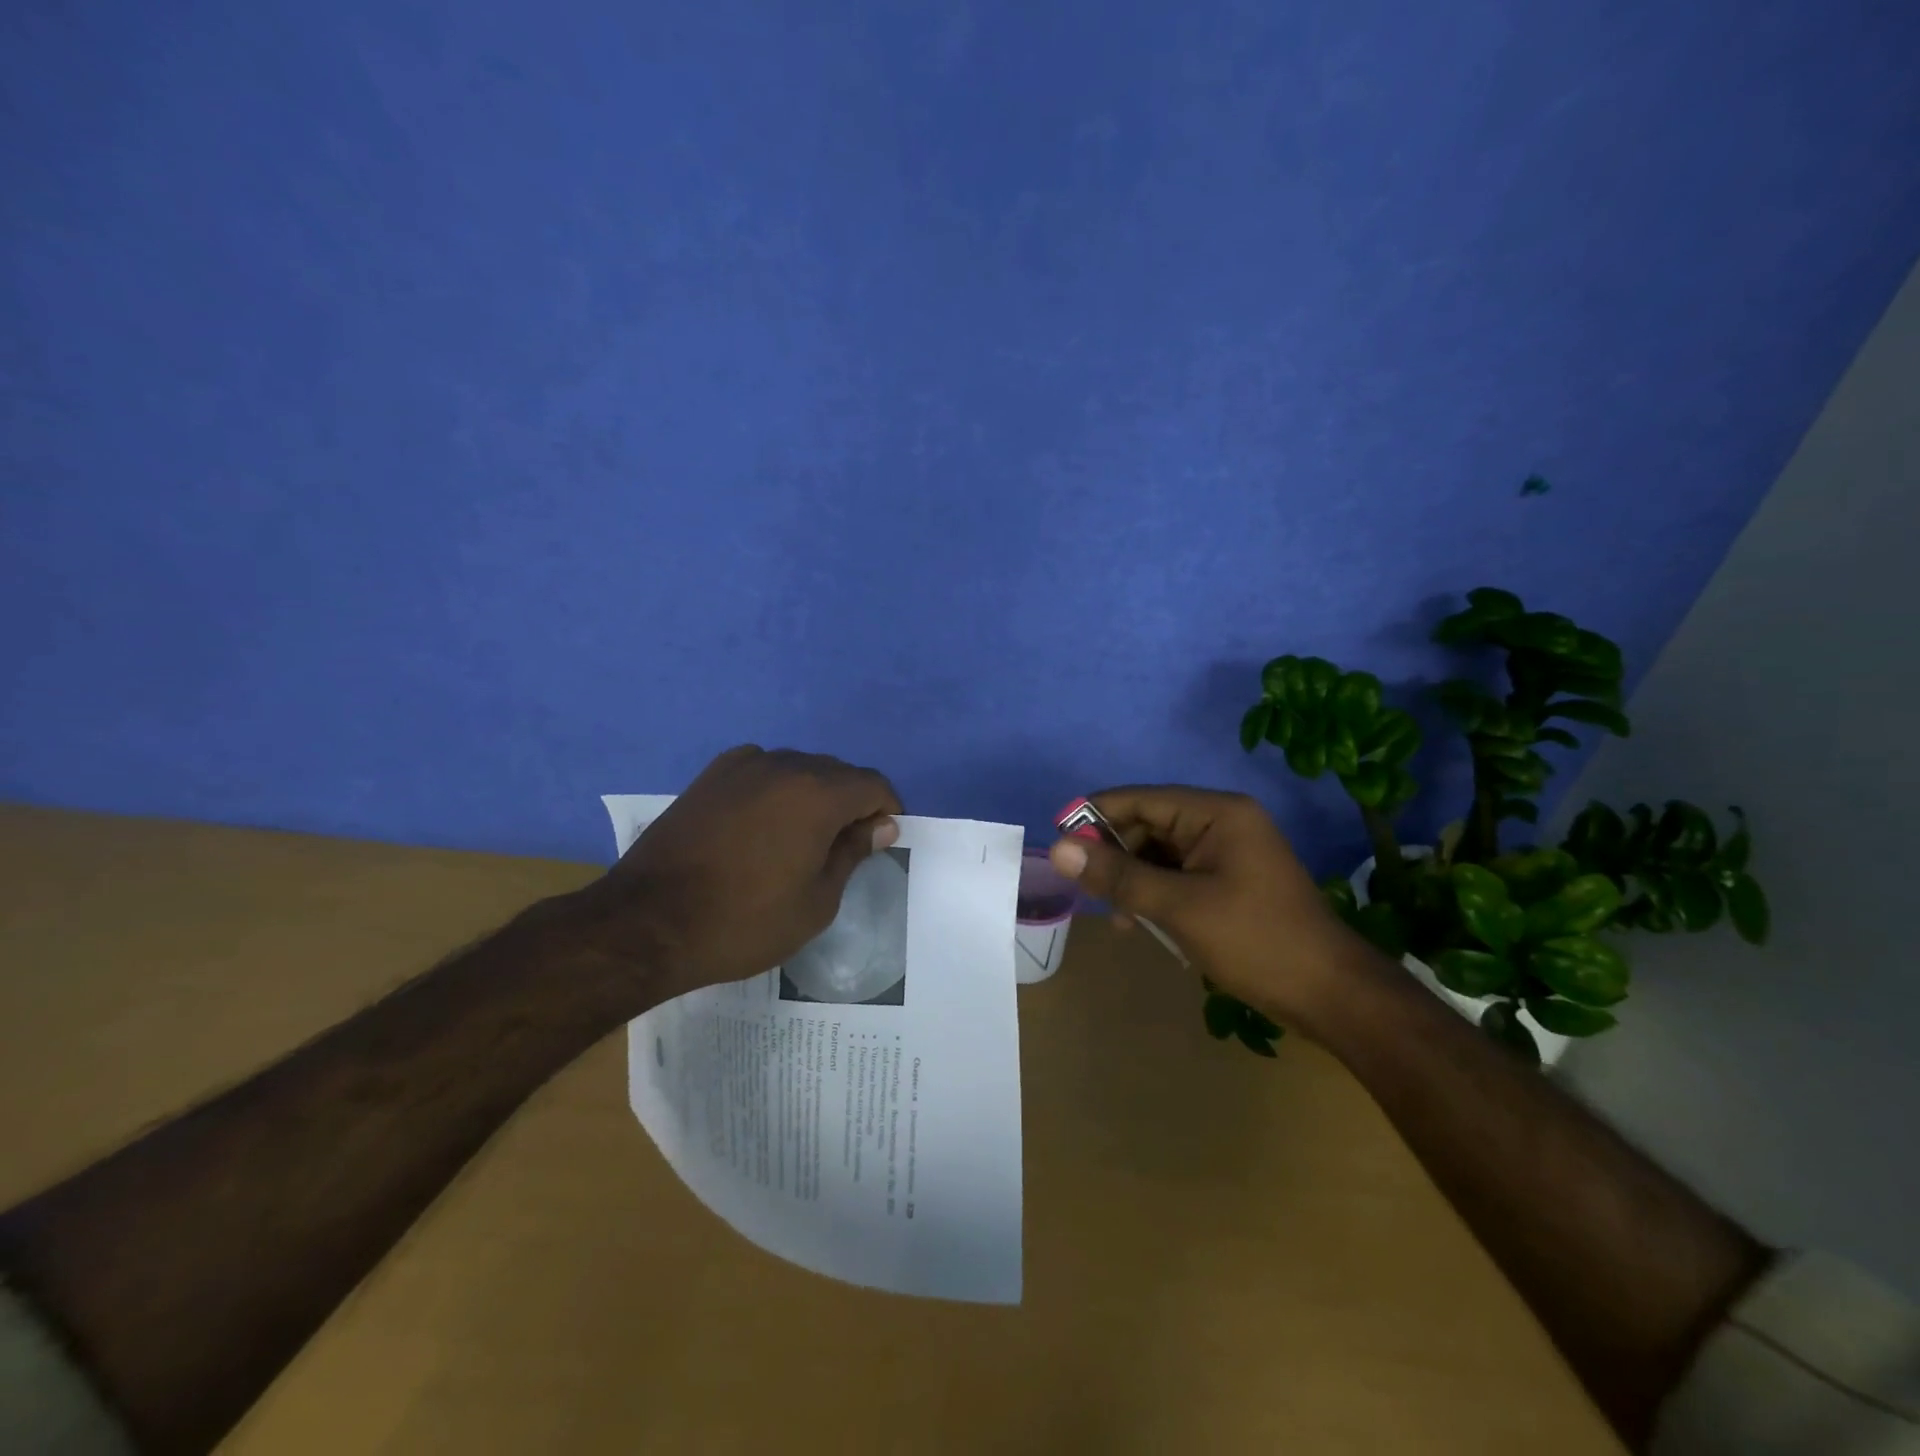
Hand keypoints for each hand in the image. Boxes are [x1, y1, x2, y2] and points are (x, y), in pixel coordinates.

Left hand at [571, 746, 902, 997]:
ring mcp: (742, 766)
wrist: (647, 923)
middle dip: (852, 802)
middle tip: (846, 846)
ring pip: (798, 768)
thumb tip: (880, 825)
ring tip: (803, 837)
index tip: (882, 842)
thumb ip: (853, 853)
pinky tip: (764, 822)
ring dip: (814, 794)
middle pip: (837, 772)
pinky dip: (776, 789)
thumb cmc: (744, 920)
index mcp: (817, 793)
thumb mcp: (816, 901)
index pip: (872, 784)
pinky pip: (761, 770)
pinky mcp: (710, 776)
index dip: (887, 811)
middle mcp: (783, 765)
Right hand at [1049, 785, 1376, 1036]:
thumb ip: (1117, 876)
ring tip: (1117, 916)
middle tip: (1085, 888)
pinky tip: (1141, 922)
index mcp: (1216, 812)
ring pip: (1159, 853)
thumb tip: (1058, 849)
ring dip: (1132, 879)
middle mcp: (1222, 821)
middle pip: (1148, 824)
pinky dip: (1154, 893)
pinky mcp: (1229, 879)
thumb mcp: (1178, 907)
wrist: (1330, 994)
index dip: (1095, 816)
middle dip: (1114, 854)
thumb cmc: (1255, 941)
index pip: (1139, 799)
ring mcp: (1228, 851)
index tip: (1057, 841)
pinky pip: (1177, 874)